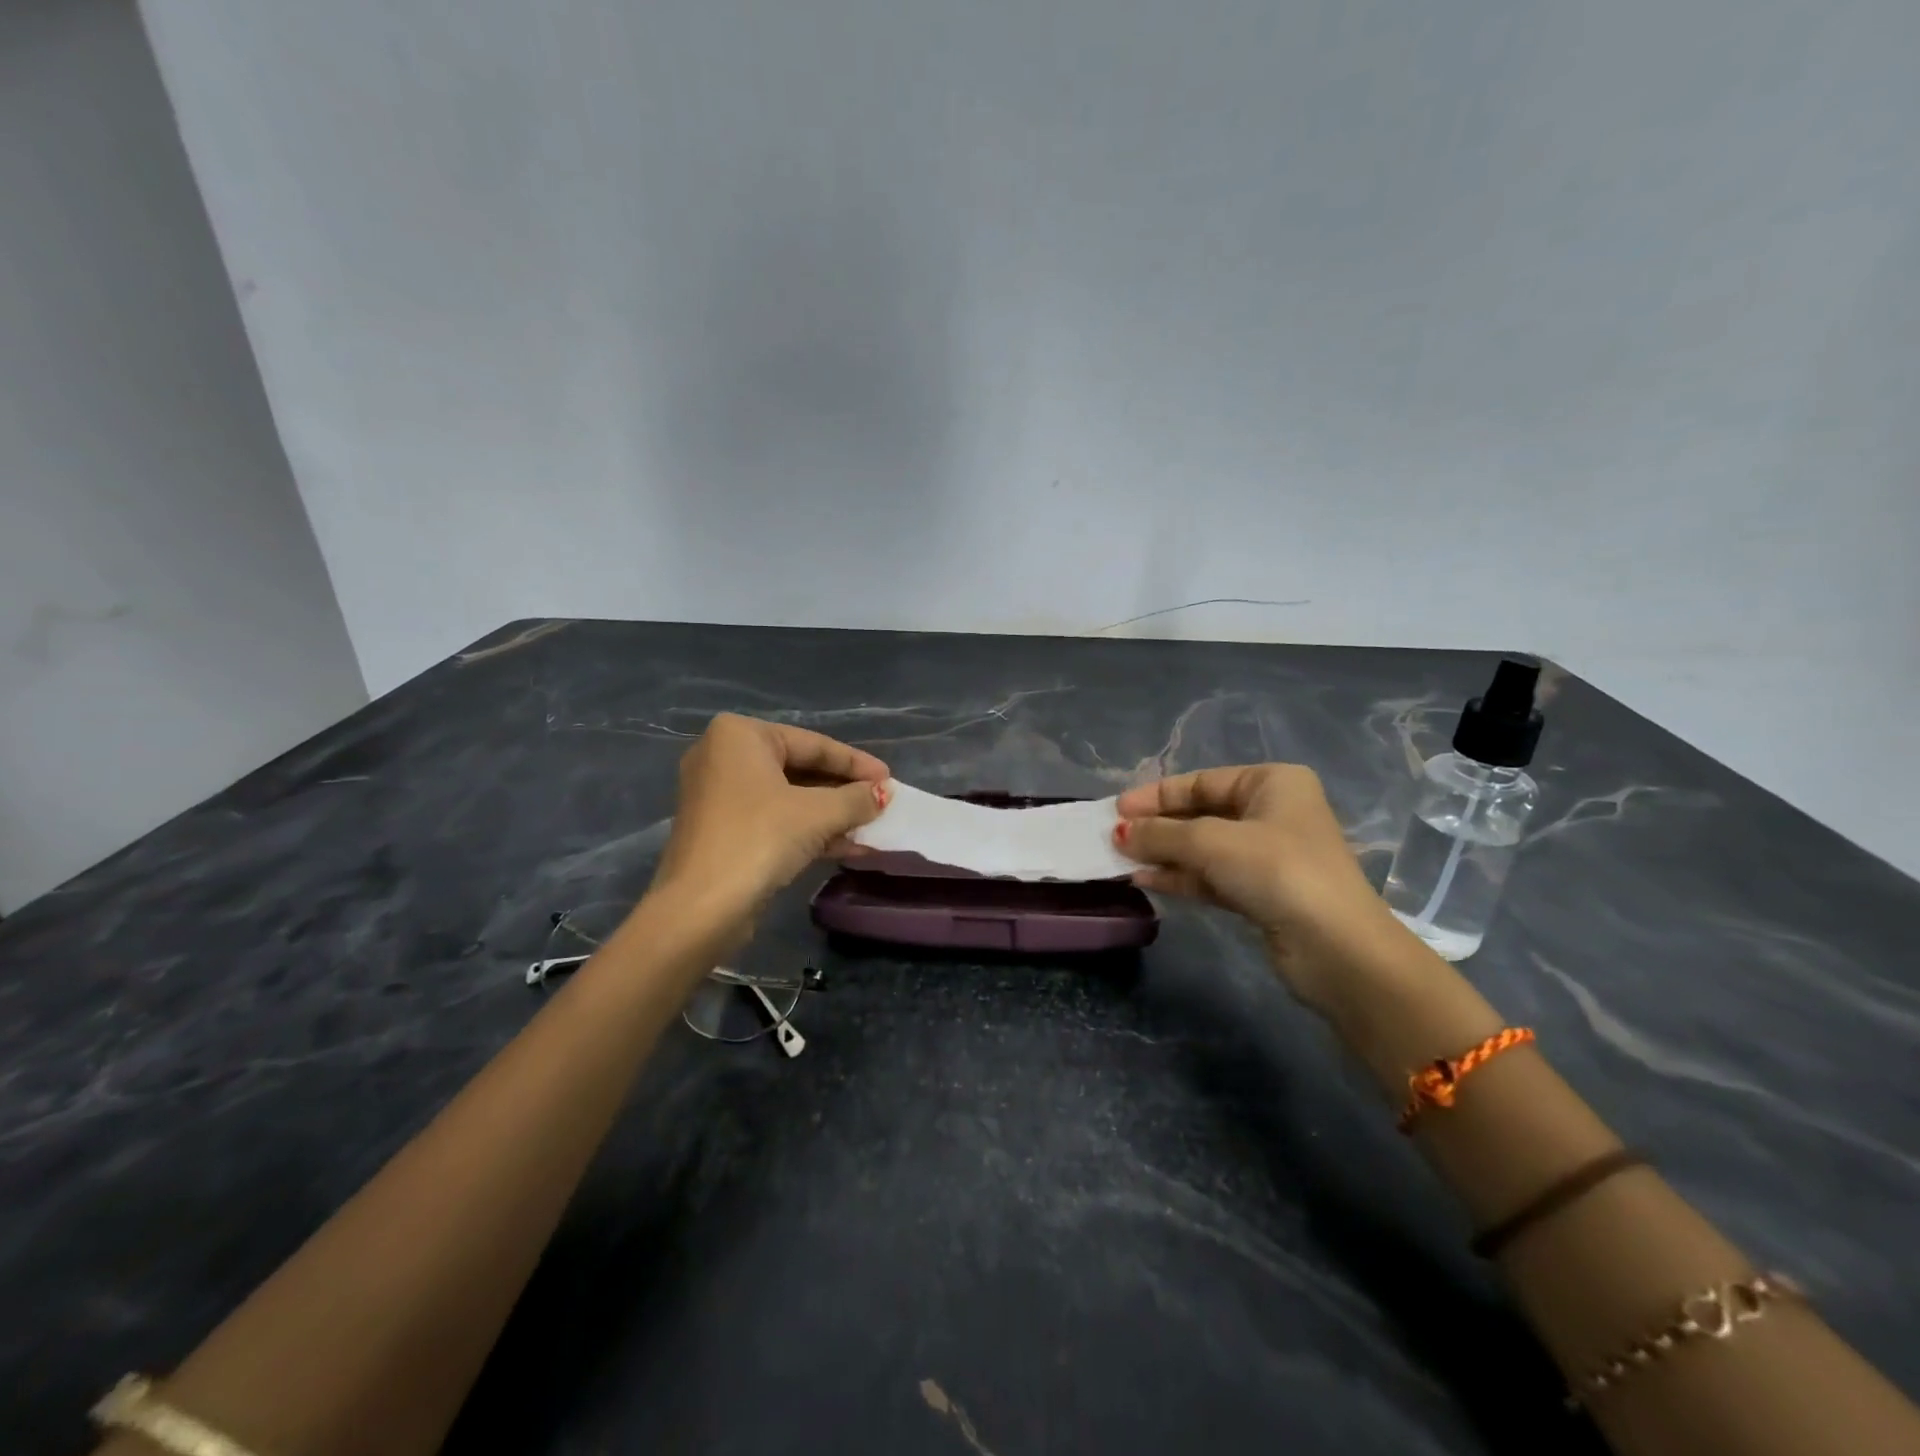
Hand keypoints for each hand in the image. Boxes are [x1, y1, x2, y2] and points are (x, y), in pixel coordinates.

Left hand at [650, 713, 889, 923]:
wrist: (701, 908)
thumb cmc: (760, 838)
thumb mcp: (818, 813)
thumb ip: (856, 798)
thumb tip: (883, 794)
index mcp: (740, 735)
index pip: (813, 743)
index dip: (856, 763)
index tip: (890, 779)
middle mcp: (724, 756)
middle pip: (800, 769)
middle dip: (844, 791)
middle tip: (881, 803)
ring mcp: (720, 795)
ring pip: (789, 798)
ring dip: (832, 815)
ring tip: (871, 829)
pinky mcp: (723, 831)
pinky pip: (775, 820)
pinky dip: (809, 831)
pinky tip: (848, 847)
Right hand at [1115, 764, 1417, 1011]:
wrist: (1336, 948)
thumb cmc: (1277, 870)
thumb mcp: (1211, 842)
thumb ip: (1161, 834)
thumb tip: (1118, 833)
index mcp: (1272, 783)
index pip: (1201, 781)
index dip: (1156, 795)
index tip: (1116, 810)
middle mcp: (1272, 813)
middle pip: (1201, 813)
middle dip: (1158, 827)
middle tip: (1114, 837)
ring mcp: (1269, 856)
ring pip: (1203, 848)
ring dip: (1164, 854)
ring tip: (1121, 860)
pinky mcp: (1262, 893)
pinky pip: (1211, 877)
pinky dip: (1181, 877)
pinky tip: (1146, 880)